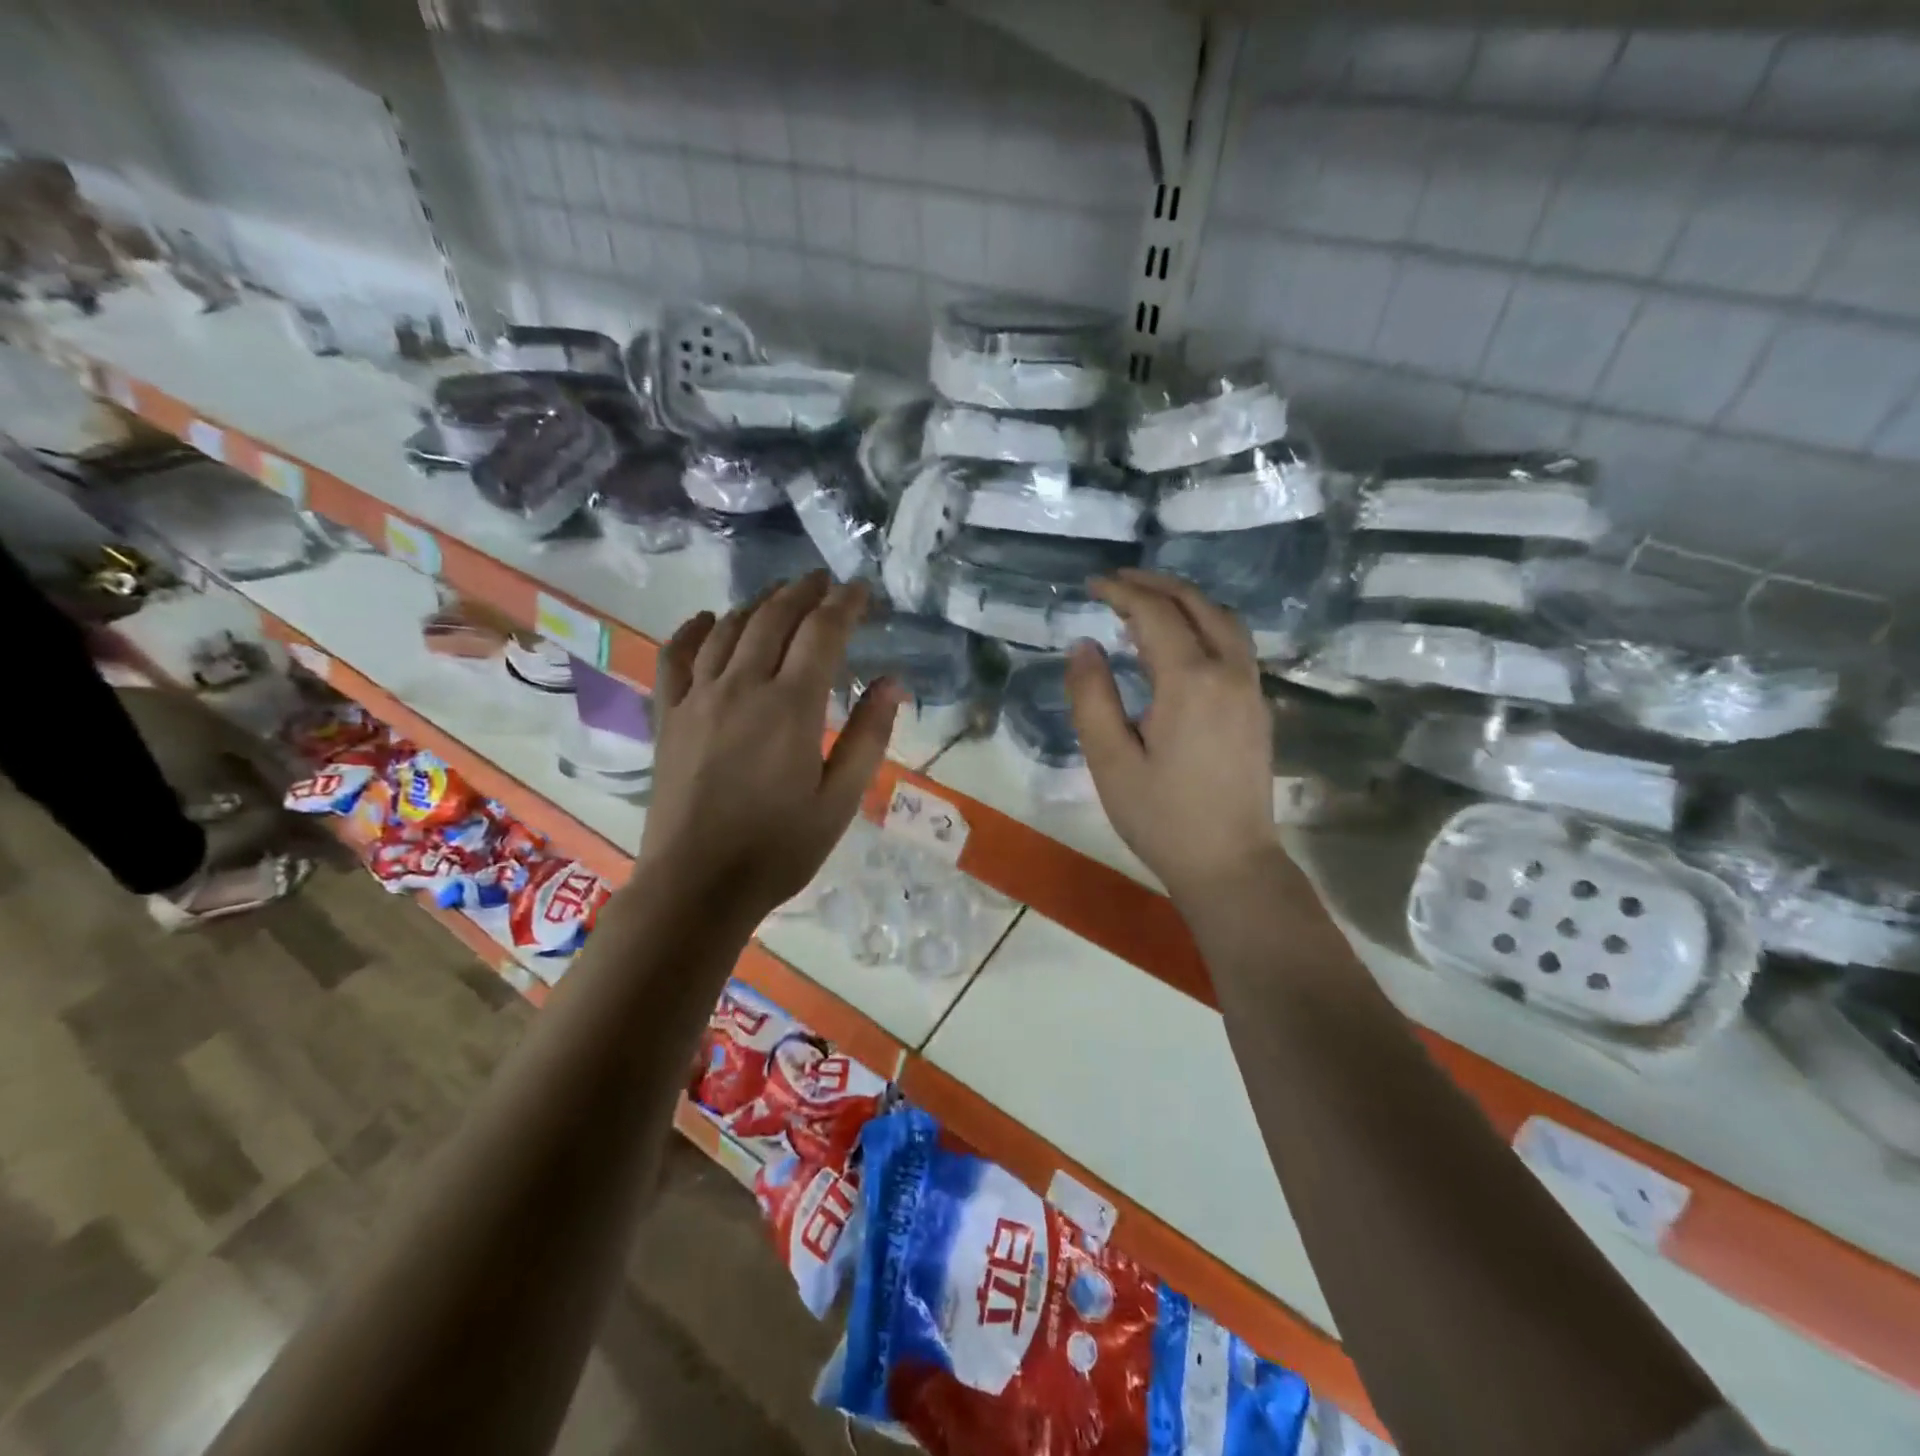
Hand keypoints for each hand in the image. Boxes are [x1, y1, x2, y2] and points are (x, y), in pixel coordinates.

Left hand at [637, 573, 901, 924]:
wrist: (696, 885)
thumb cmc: (778, 849)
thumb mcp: (840, 800)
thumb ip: (868, 736)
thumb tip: (893, 682)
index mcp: (791, 707)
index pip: (822, 633)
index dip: (844, 604)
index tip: (861, 590)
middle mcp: (742, 687)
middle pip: (774, 618)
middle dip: (803, 592)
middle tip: (824, 582)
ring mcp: (698, 698)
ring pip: (729, 629)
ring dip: (758, 604)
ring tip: (780, 596)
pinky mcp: (668, 716)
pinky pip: (676, 656)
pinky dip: (693, 630)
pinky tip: (708, 620)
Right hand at [1066, 571, 1277, 907]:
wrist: (1230, 864)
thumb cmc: (1161, 817)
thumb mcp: (1110, 761)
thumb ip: (1091, 697)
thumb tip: (1084, 646)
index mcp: (1190, 681)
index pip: (1155, 613)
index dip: (1121, 592)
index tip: (1091, 585)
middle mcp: (1229, 671)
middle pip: (1196, 604)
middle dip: (1154, 584)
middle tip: (1116, 583)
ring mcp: (1251, 688)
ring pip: (1223, 619)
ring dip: (1185, 600)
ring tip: (1146, 603)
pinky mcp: (1258, 707)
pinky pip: (1233, 643)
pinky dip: (1203, 624)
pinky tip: (1179, 643)